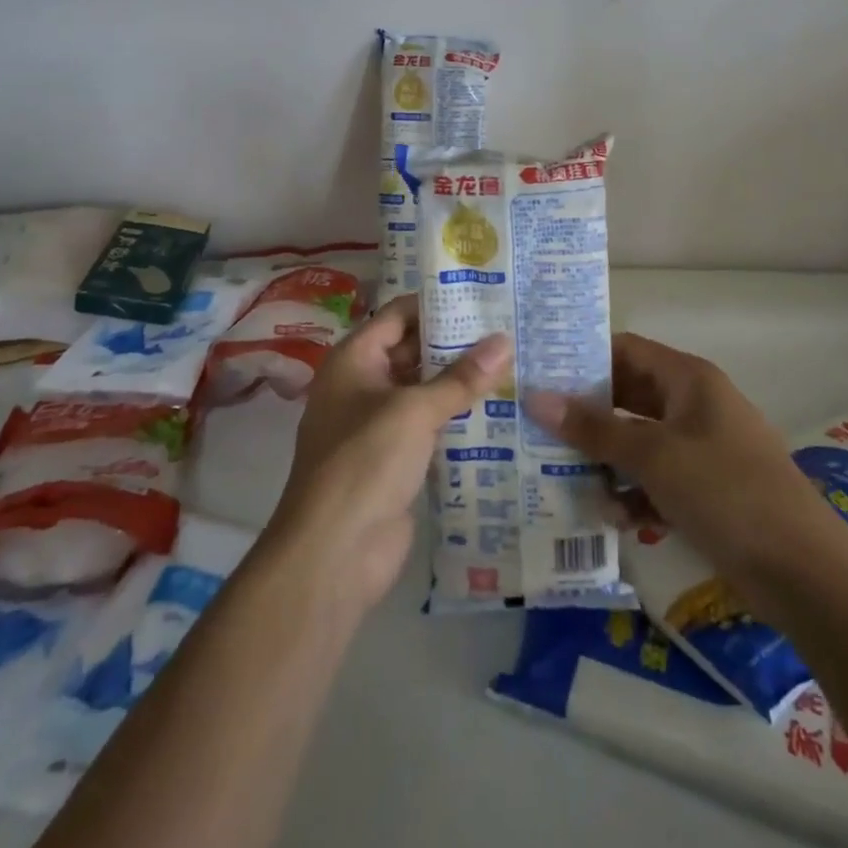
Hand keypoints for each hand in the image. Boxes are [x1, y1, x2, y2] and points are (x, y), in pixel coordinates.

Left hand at [266, 295, 509, 610]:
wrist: (334, 552)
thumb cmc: (365, 461)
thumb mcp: (415, 410)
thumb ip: (461, 377)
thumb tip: (505, 341)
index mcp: (354, 360)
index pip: (399, 315)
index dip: (437, 303)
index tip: (484, 296)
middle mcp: (363, 384)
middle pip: (413, 351)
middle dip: (456, 343)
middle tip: (509, 329)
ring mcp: (379, 425)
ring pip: (425, 390)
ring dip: (461, 382)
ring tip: (514, 363)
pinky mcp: (396, 460)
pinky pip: (431, 426)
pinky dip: (458, 418)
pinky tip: (500, 411)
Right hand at [524, 333, 824, 580]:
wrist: (804, 572)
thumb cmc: (726, 492)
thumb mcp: (653, 456)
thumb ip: (594, 428)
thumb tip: (535, 397)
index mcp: (688, 379)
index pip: (625, 350)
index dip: (583, 359)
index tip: (539, 374)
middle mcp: (694, 405)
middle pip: (628, 397)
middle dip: (587, 417)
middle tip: (538, 429)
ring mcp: (702, 448)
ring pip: (638, 442)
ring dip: (607, 462)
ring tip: (568, 483)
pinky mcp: (706, 489)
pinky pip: (656, 478)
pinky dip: (634, 493)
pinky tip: (614, 519)